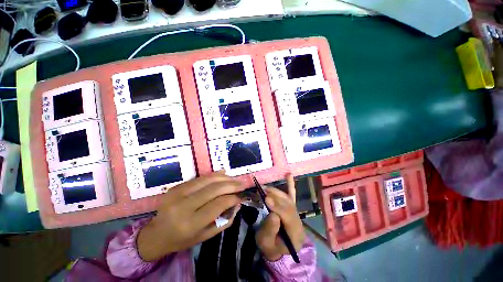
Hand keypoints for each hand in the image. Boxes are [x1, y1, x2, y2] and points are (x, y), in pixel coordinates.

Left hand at [137, 171, 244, 261]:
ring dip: (224, 178)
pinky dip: (214, 175)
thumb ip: (224, 221)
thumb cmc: (182, 239)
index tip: (242, 196)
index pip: (218, 204)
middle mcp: (183, 206)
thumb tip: (237, 203)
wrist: (156, 234)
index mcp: (190, 223)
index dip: (233, 198)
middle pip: (214, 189)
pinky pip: (200, 178)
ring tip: (235, 179)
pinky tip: (224, 173)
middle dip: (232, 185)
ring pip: (208, 180)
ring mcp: (178, 193)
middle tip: (243, 183)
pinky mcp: (177, 187)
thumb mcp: (205, 236)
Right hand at [256, 174, 305, 260]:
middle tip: (262, 191)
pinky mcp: (291, 208)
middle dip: (275, 197)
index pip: (289, 217)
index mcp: (296, 234)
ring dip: (276, 192)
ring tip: (265, 188)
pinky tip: (289, 175)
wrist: (276, 249)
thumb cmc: (270, 247)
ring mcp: (296, 213)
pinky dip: (290, 184)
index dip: (278, 207)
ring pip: (288, 198)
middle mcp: (299, 221)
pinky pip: (291, 195)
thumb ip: (270, 230)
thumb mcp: (266, 243)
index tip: (266, 199)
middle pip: (289, 205)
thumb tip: (273, 213)